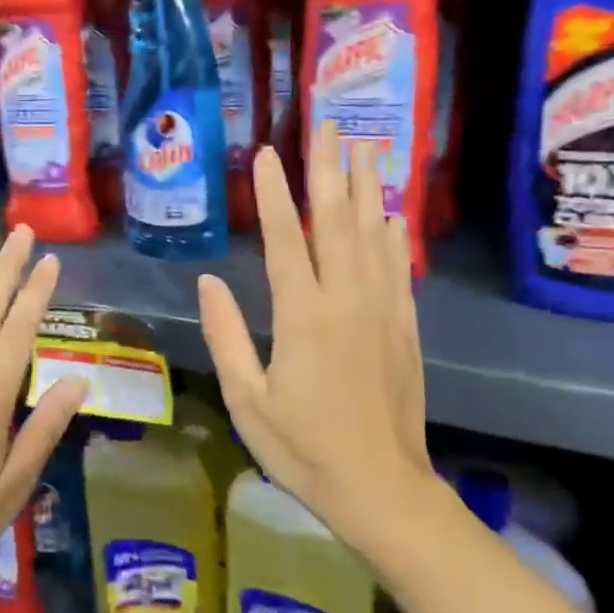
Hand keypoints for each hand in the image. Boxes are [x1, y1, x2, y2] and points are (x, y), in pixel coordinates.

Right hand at [197, 120, 433, 556]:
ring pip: (373, 235)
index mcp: (302, 316)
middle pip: (337, 221)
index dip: (276, 192)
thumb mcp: (247, 399)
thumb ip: (226, 335)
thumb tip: (208, 281)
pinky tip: (391, 212)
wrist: (381, 487)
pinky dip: (394, 233)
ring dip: (366, 188)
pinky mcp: (405, 327)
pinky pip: (399, 267)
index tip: (267, 152)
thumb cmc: (303, 448)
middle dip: (329, 169)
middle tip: (327, 125)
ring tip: (364, 146)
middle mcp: (346, 300)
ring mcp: (382, 310)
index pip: (288, 238)